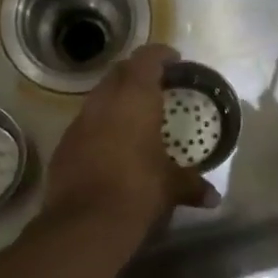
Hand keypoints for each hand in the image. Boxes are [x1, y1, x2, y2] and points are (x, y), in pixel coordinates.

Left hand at [43, 44, 218, 235]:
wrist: (85, 222)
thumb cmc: (138, 191)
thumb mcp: (170, 187)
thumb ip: (191, 185)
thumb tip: (213, 197)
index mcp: (135, 98)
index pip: (146, 59)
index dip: (160, 55)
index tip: (173, 60)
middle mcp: (104, 101)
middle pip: (119, 73)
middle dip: (136, 73)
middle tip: (155, 85)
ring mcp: (79, 122)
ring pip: (99, 97)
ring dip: (116, 98)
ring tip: (134, 114)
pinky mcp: (63, 144)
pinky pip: (85, 123)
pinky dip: (99, 125)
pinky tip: (111, 144)